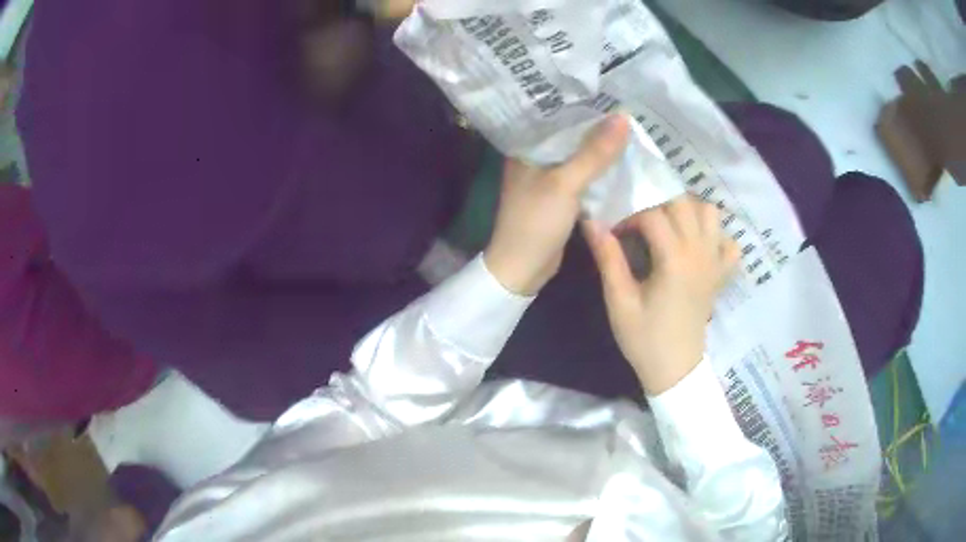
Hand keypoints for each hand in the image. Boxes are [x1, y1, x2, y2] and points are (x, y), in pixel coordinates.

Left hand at [484, 115, 629, 294]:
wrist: (523, 268)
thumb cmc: (536, 221)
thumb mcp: (565, 183)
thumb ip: (594, 153)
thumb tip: (623, 118)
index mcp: (527, 146)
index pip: (557, 115)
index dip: (584, 104)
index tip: (614, 93)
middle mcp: (536, 156)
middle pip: (572, 134)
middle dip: (598, 126)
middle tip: (631, 111)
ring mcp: (548, 176)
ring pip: (580, 155)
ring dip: (602, 148)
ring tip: (633, 131)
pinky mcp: (561, 195)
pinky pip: (584, 175)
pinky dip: (600, 170)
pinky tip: (623, 162)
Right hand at [583, 197, 738, 394]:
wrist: (675, 369)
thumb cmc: (644, 338)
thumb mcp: (619, 301)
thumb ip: (608, 258)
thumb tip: (591, 222)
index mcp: (675, 259)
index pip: (653, 215)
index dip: (630, 217)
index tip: (617, 235)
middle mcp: (700, 252)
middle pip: (683, 203)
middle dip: (657, 205)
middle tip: (641, 225)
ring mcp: (715, 262)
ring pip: (710, 213)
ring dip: (688, 211)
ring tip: (669, 226)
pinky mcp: (721, 274)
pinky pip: (728, 241)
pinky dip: (715, 235)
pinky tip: (697, 245)